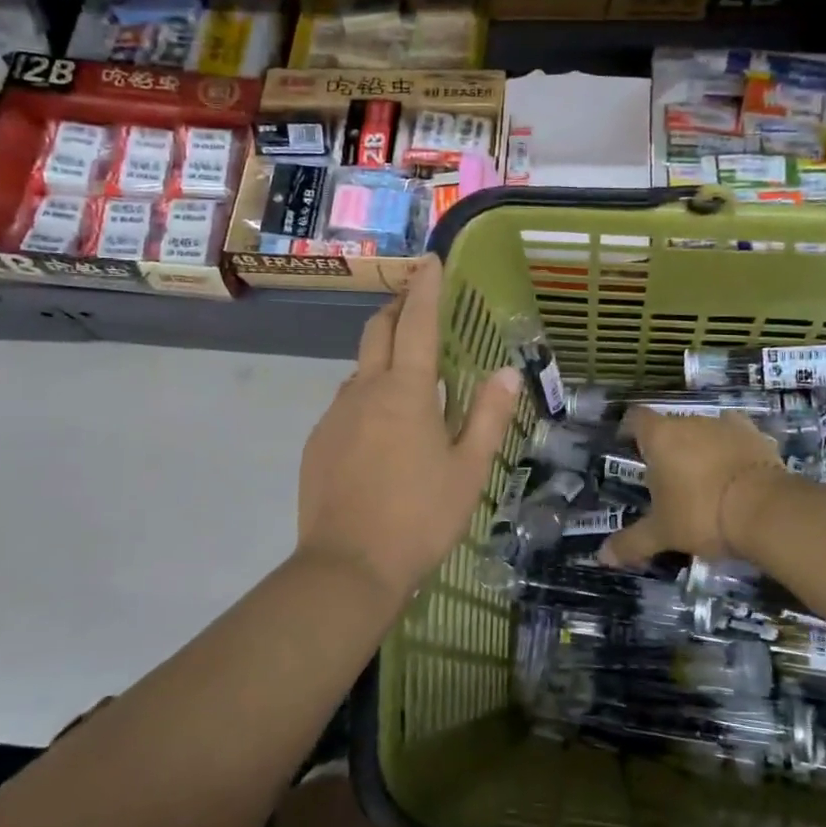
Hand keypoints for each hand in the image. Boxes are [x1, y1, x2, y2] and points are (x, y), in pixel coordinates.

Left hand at [296, 254, 519, 600]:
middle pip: (377, 331)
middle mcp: (364, 390)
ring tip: (406, 378)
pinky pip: (345, 404)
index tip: (430, 260)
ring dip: (381, 358)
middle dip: (396, 309)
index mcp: (406, 391)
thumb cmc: (420, 516)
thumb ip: (487, 415)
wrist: (348, 566)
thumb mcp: (468, 469)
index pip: (417, 323)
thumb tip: (507, 371)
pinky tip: (380, 432)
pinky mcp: (318, 442)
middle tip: (416, 304)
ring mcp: (335, 415)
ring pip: (359, 370)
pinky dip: (366, 398)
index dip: (425, 288)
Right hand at [598, 407, 782, 565]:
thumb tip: (602, 557)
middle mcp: (690, 421)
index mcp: (660, 437)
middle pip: (671, 426)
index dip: (629, 430)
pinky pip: (736, 438)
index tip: (628, 447)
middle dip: (668, 447)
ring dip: (700, 448)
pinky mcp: (757, 436)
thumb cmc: (702, 515)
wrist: (767, 510)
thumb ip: (632, 542)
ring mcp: (726, 425)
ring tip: (703, 479)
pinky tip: (735, 473)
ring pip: (704, 431)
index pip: (635, 418)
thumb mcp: (663, 533)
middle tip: (667, 479)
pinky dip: (732, 451)